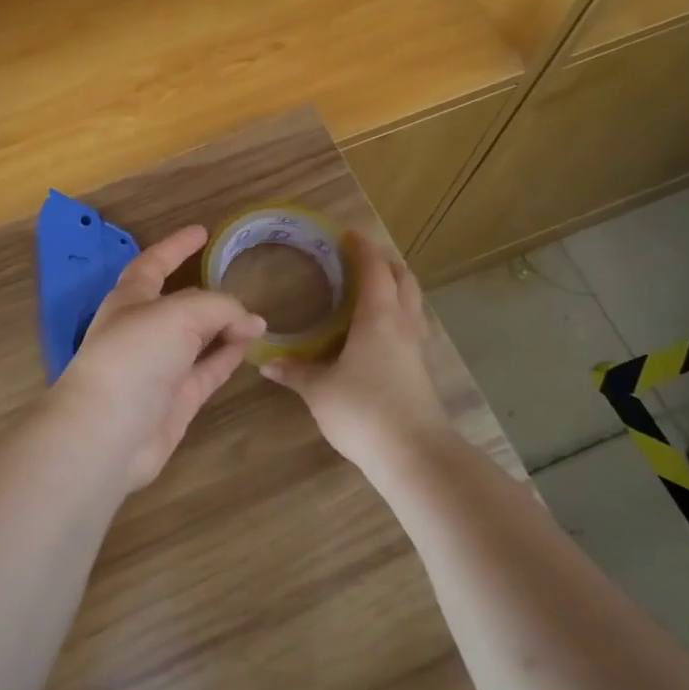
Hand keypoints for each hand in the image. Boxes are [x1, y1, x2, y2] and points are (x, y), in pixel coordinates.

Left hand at [51, 225, 265, 489]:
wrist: (108, 432)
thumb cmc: (134, 356)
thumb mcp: (178, 314)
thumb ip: (219, 308)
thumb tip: (252, 322)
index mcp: (130, 299)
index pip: (154, 263)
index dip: (176, 246)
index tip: (202, 231)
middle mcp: (144, 329)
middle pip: (180, 303)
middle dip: (207, 292)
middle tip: (242, 279)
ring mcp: (160, 367)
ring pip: (198, 338)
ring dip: (225, 326)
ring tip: (258, 317)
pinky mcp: (176, 399)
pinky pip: (208, 370)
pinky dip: (229, 356)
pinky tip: (251, 346)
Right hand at [262, 233, 455, 474]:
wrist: (415, 455)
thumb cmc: (364, 410)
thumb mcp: (319, 390)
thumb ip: (295, 371)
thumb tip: (267, 361)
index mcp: (379, 316)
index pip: (374, 268)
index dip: (362, 247)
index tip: (348, 233)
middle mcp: (403, 324)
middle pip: (403, 279)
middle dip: (385, 262)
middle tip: (360, 259)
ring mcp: (417, 348)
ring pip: (412, 303)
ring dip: (396, 288)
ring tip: (370, 290)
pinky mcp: (421, 370)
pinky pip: (411, 327)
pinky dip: (397, 315)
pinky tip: (378, 333)